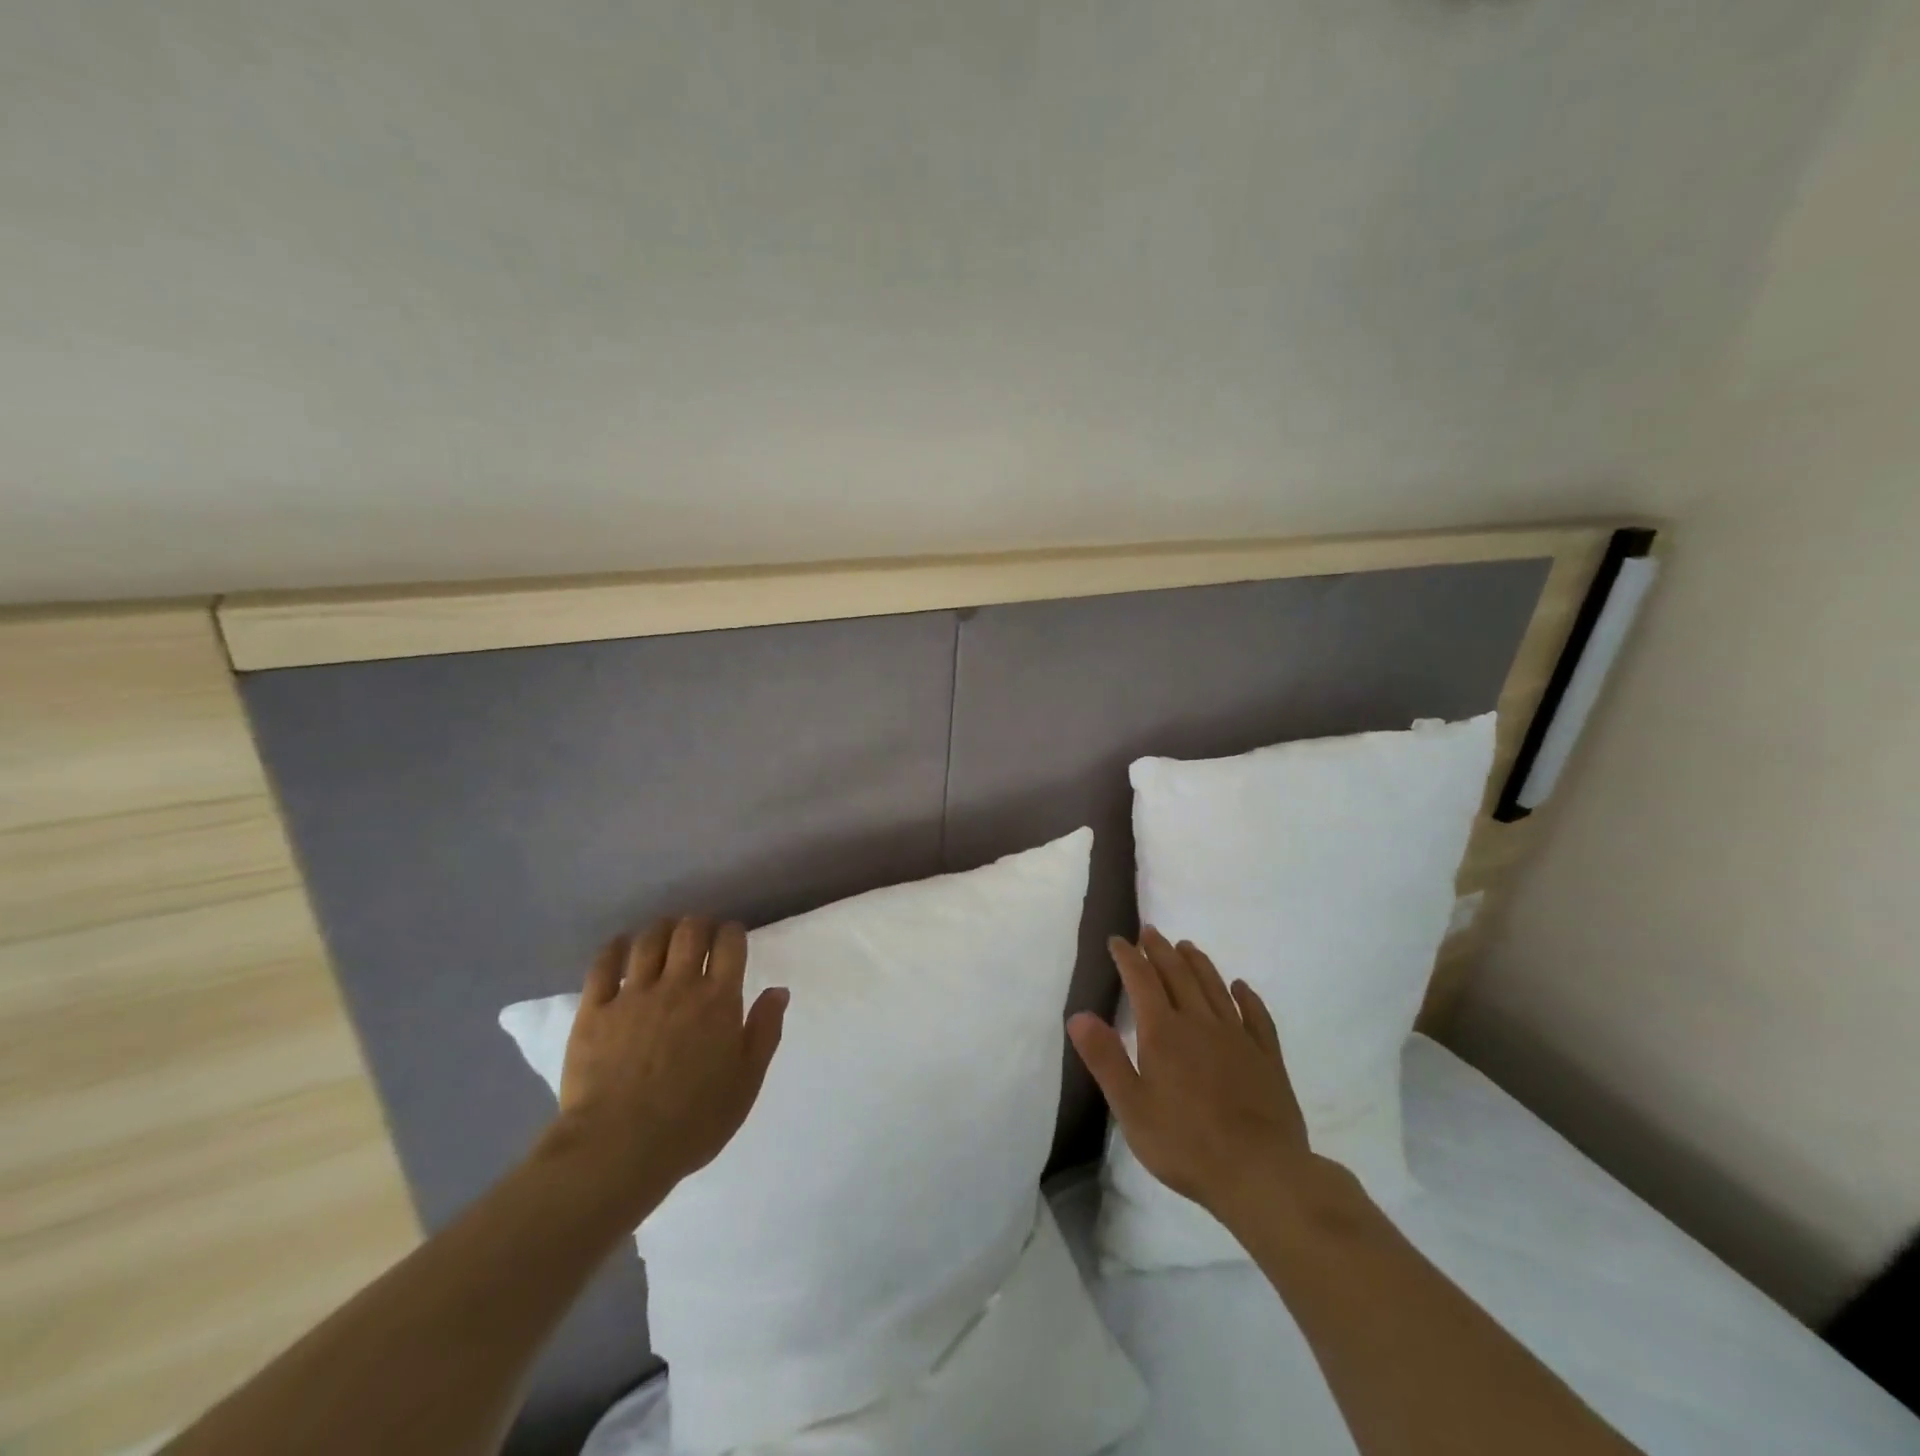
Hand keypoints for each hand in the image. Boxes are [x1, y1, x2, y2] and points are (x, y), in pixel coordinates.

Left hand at [544, 917, 787, 1222]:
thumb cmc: (693, 1120)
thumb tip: (778, 990)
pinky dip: (615, 948)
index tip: (732, 937)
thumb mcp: (746, 1082)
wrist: (618, 1148)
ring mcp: (633, 995)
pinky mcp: (594, 1010)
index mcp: (718, 999)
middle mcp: (678, 985)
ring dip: (661, 929)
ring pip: (649, 940)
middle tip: (700, 933)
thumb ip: (765, 1031)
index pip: (730, 944)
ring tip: (665, 933)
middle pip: (690, 932)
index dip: (733, 932)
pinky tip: (622, 946)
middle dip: (699, 924)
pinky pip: (603, 965)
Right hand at [1068, 927, 1317, 1222]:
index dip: (1128, 957)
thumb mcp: (1131, 1107)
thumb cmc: (1186, 1144)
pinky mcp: (1267, 1058)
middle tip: (1150, 932)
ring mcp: (1238, 1038)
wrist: (1261, 1174)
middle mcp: (1200, 1023)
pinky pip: (1256, 1016)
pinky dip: (1246, 997)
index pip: (1141, 981)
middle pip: (1178, 975)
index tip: (1118, 940)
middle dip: (1160, 951)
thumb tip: (1077, 1015)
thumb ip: (1105, 1058)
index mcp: (1164, 1032)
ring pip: (1214, 988)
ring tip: (1187, 946)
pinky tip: (1241, 987)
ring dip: (1198, 963)